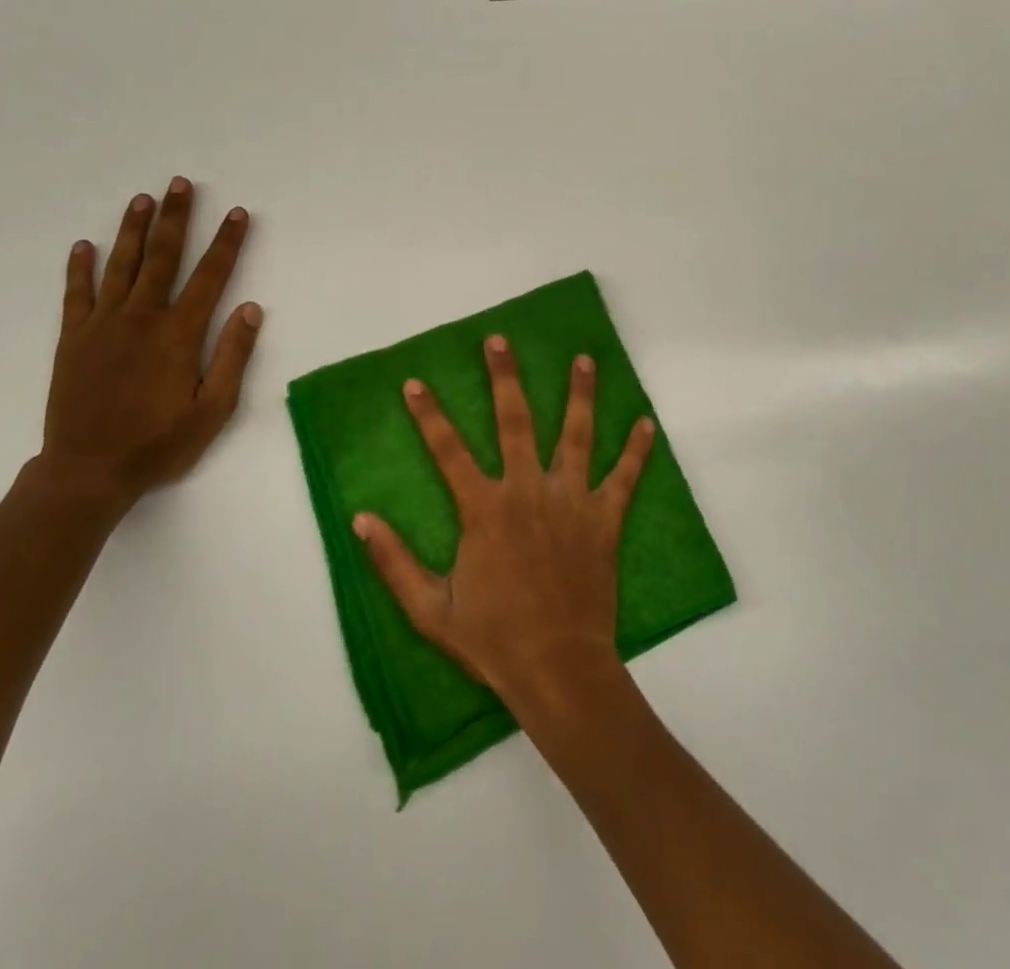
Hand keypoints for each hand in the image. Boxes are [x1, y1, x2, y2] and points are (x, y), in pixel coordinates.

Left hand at [37, 178, 262, 511]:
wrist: (88, 472)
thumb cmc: (159, 444)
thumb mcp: (213, 410)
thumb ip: (232, 356)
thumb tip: (250, 309)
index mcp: (178, 334)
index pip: (210, 276)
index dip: (226, 242)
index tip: (237, 213)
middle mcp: (141, 318)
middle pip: (162, 257)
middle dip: (174, 218)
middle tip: (179, 183)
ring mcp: (102, 326)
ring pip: (120, 266)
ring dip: (132, 230)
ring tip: (141, 199)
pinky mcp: (73, 340)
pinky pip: (76, 295)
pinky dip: (79, 268)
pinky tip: (82, 245)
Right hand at [354, 335, 655, 710]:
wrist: (558, 670)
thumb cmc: (493, 641)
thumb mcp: (430, 610)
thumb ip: (394, 562)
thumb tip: (361, 519)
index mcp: (484, 510)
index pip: (448, 450)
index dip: (428, 415)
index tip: (414, 382)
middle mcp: (528, 492)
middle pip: (515, 422)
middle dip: (505, 378)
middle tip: (500, 340)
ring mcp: (571, 502)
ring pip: (576, 436)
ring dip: (580, 395)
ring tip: (584, 358)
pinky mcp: (604, 520)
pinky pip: (625, 479)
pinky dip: (637, 450)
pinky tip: (647, 422)